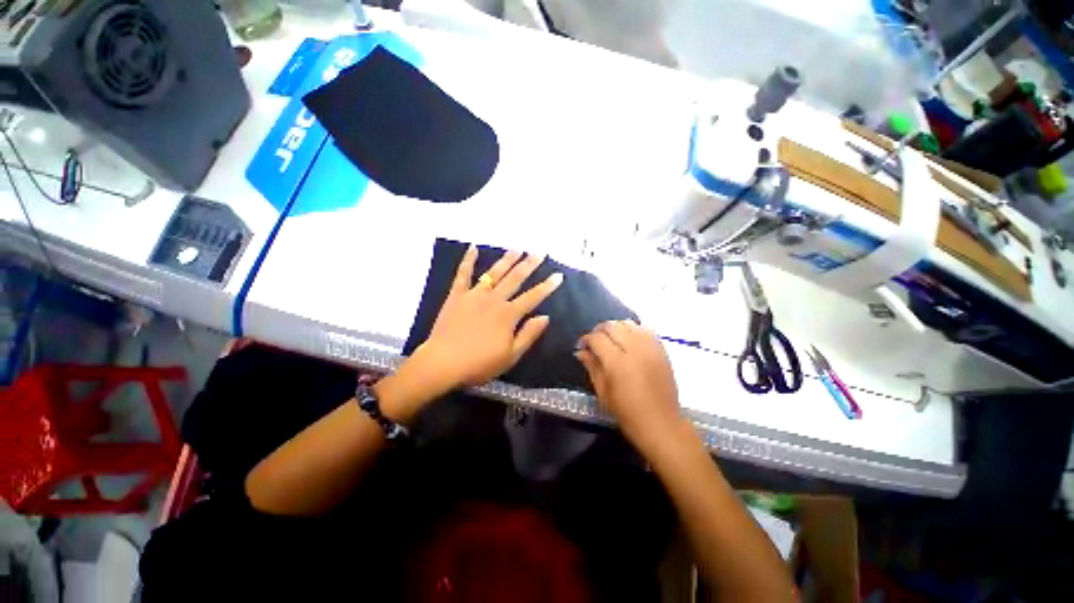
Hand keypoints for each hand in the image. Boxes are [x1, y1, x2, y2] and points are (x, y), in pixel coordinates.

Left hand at [411, 245, 562, 394]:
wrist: (443, 363)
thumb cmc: (479, 364)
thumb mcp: (511, 355)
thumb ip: (529, 335)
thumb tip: (545, 317)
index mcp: (508, 314)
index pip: (533, 297)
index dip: (547, 286)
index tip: (558, 275)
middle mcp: (494, 299)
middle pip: (515, 279)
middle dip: (529, 265)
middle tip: (539, 252)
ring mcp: (474, 295)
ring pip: (494, 273)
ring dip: (506, 260)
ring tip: (517, 249)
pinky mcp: (457, 295)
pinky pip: (463, 274)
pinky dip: (468, 260)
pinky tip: (473, 247)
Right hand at [576, 320, 681, 451]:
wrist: (660, 422)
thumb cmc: (627, 412)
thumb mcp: (603, 392)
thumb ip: (591, 366)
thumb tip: (580, 351)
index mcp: (617, 362)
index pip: (597, 338)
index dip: (586, 339)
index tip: (582, 346)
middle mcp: (634, 349)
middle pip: (612, 325)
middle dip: (599, 330)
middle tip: (595, 341)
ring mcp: (650, 347)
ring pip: (628, 323)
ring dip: (616, 328)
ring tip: (612, 339)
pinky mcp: (661, 349)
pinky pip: (645, 329)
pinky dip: (633, 330)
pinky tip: (629, 341)